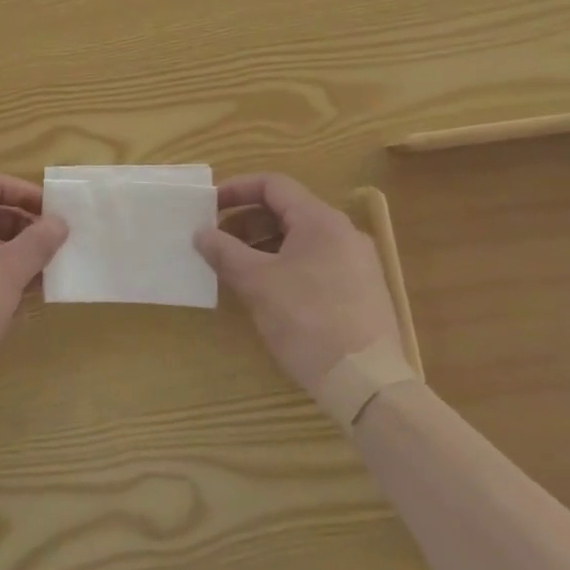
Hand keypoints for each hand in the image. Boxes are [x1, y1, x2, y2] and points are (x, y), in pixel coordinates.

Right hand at [194, 173, 399, 394]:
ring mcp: (357, 263)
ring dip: (264, 246)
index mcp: (320, 220)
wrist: (368, 384)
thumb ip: (224, 252)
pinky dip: (286, 265)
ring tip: (237, 269)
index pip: (273, 185)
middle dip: (246, 222)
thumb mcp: (257, 283)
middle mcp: (344, 233)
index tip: (209, 206)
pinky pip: (316, 263)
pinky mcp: (362, 292)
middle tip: (217, 242)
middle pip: (287, 211)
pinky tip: (268, 292)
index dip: (237, 190)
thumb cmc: (308, 321)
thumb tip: (201, 233)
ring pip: (301, 240)